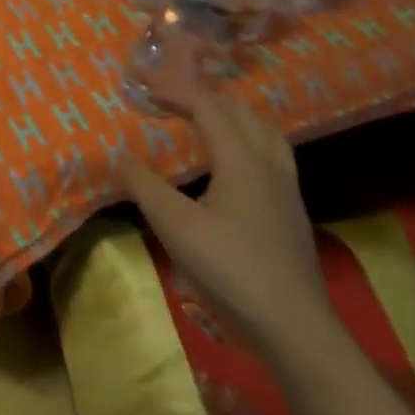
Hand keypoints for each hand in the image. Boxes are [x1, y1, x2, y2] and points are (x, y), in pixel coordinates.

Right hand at [116, 85, 332, 360]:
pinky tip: (231, 167)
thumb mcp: (174, 225)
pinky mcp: (290, 213)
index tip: (145, 87)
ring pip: (263, 134)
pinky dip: (246, 143)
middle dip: (204, 98)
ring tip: (204, 121)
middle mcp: (269, 165)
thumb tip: (121, 157)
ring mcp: (286, 190)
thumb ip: (144, 185)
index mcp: (242, 159)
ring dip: (231, 118)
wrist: (293, 326)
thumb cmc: (229, 268)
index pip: (208, 108)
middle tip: (170, 99)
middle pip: (241, 113)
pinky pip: (270, 157)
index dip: (176, 91)